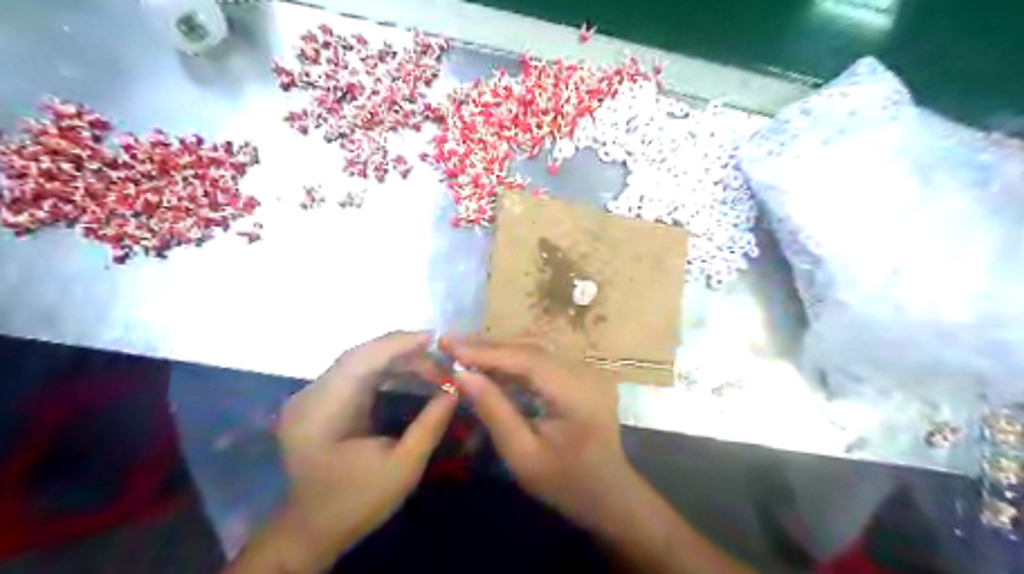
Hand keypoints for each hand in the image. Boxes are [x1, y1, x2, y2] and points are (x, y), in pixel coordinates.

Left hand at [272, 331, 455, 569]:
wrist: (312, 530)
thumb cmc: (357, 503)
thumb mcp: (403, 468)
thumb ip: (431, 424)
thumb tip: (456, 388)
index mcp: (321, 414)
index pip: (360, 361)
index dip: (398, 345)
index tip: (434, 338)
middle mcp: (309, 396)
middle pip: (360, 356)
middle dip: (403, 351)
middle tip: (441, 358)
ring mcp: (311, 396)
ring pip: (359, 360)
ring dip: (397, 358)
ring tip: (432, 365)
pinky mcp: (320, 399)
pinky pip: (356, 371)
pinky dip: (386, 367)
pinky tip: (409, 371)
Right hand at [448, 339, 636, 530]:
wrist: (609, 494)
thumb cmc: (565, 483)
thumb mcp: (523, 454)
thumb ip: (494, 410)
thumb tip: (461, 374)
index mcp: (577, 392)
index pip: (526, 359)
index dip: (486, 351)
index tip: (449, 345)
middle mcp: (585, 371)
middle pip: (531, 348)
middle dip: (489, 347)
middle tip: (450, 344)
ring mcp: (587, 371)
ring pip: (536, 351)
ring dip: (499, 351)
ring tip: (463, 351)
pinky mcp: (582, 375)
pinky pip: (543, 361)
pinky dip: (515, 361)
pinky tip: (491, 364)